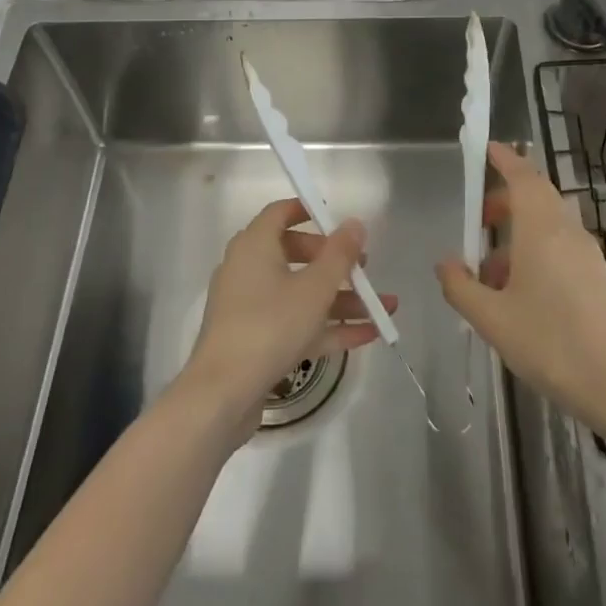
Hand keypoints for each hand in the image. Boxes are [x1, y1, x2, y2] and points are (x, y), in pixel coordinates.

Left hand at [183, 198, 397, 426]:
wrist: (222, 394)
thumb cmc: (270, 326)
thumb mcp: (314, 288)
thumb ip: (339, 254)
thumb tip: (354, 223)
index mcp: (254, 246)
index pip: (280, 213)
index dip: (309, 211)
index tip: (339, 220)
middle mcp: (248, 269)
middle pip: (296, 254)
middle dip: (335, 262)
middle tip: (364, 269)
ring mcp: (251, 307)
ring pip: (301, 293)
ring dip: (341, 299)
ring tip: (383, 307)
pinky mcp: (256, 340)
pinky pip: (296, 323)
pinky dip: (327, 327)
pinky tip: (368, 334)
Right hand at [437, 142, 605, 435]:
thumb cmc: (550, 345)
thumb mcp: (492, 319)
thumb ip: (461, 287)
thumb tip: (445, 262)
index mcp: (542, 231)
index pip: (523, 177)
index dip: (504, 159)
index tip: (486, 148)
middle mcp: (567, 232)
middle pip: (537, 196)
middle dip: (506, 199)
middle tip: (478, 218)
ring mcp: (587, 254)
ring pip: (548, 224)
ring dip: (518, 232)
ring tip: (490, 270)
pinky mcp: (597, 277)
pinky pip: (560, 246)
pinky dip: (535, 251)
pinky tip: (520, 292)